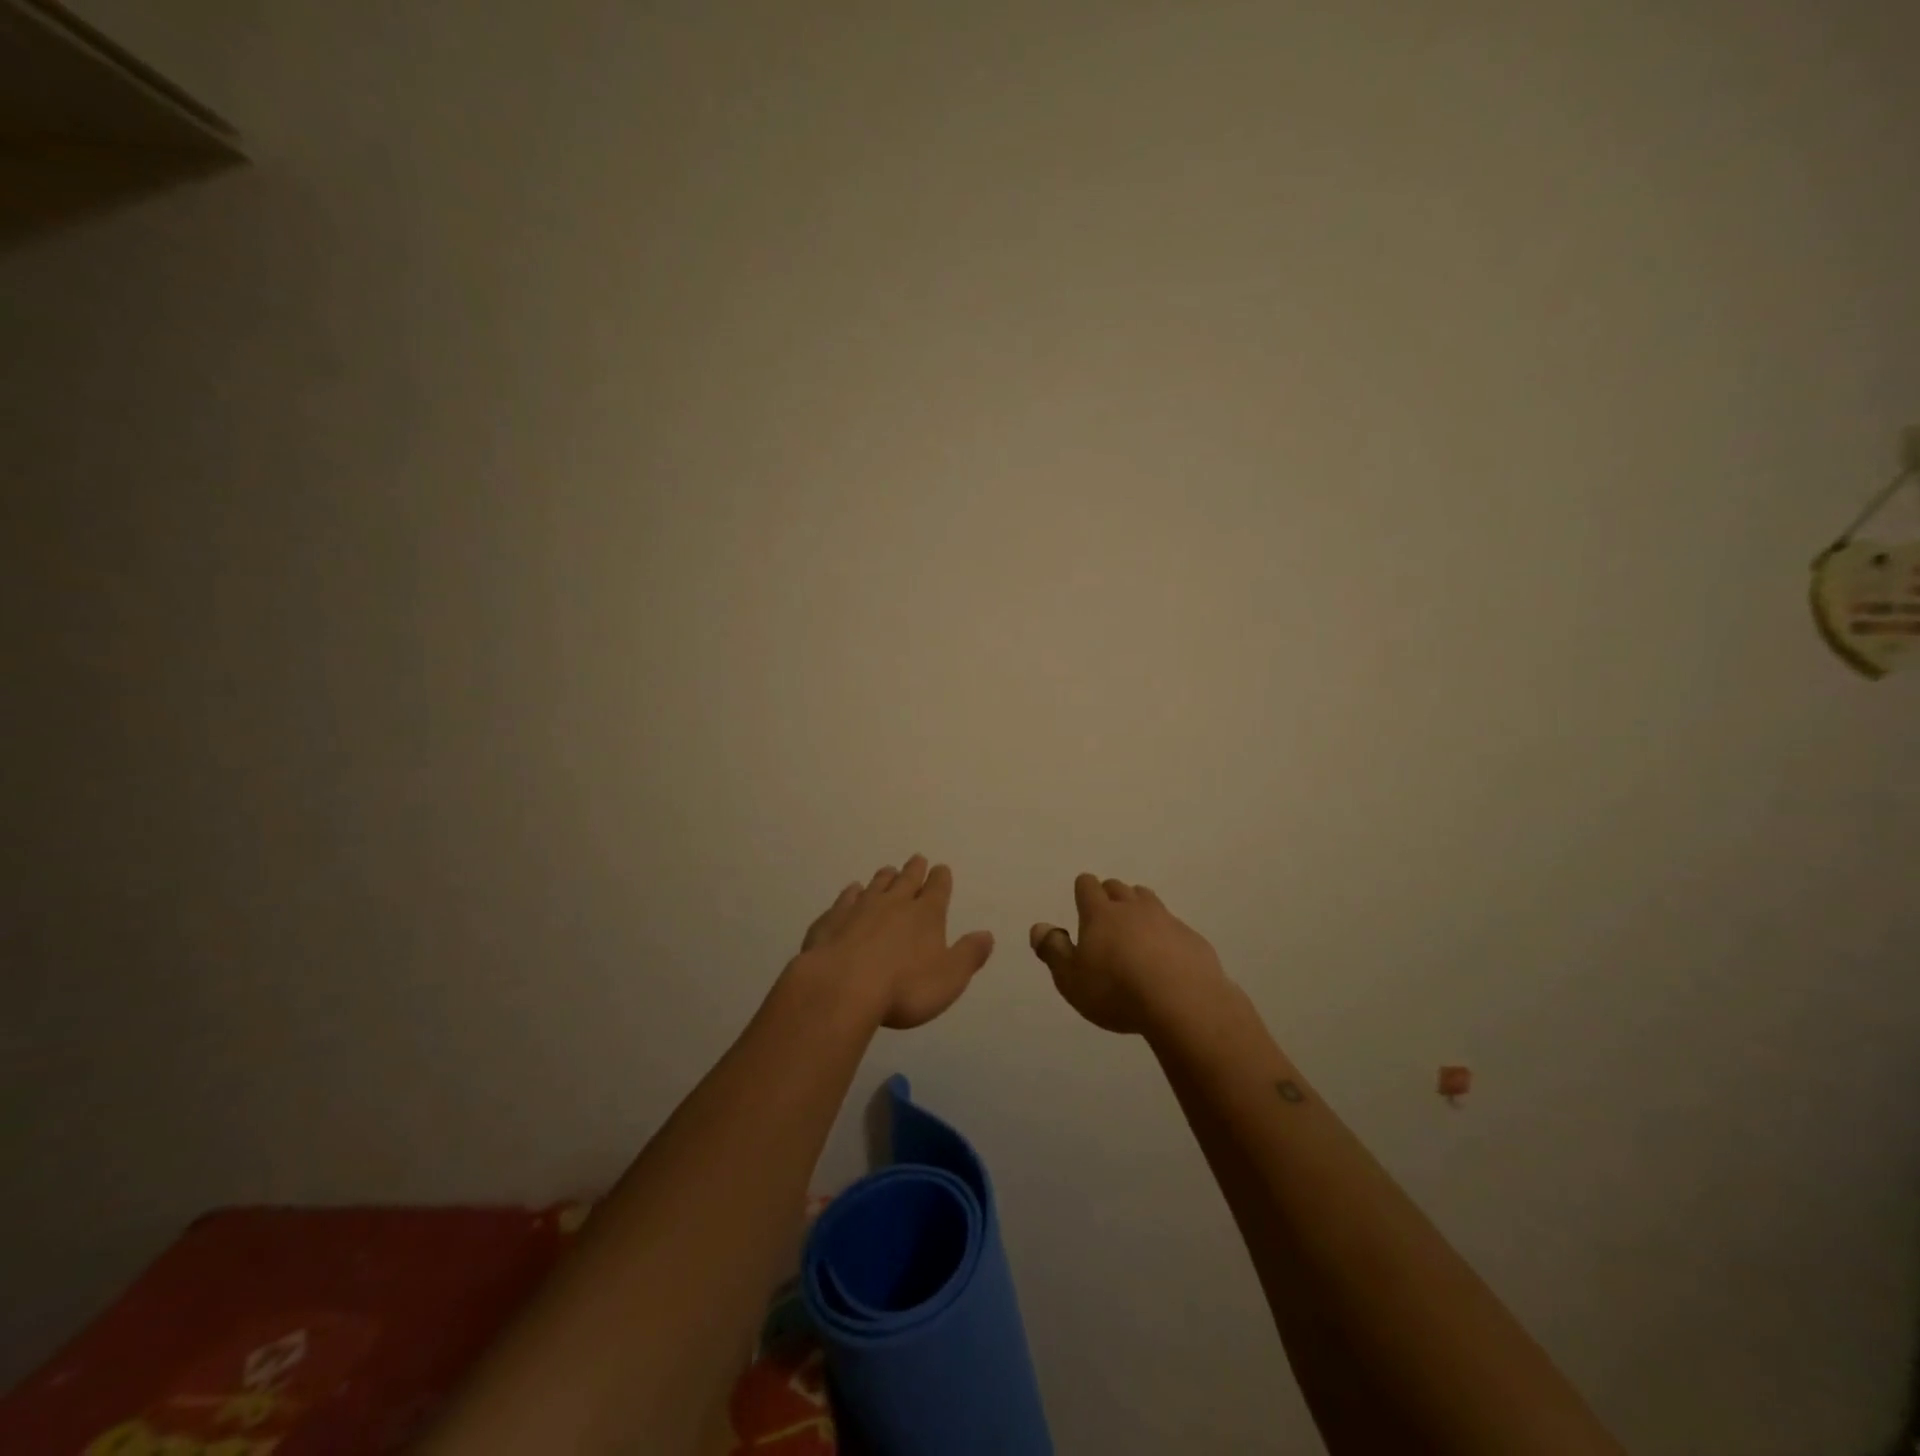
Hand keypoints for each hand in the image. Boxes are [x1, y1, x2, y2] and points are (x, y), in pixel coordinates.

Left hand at [793, 855, 995, 1029]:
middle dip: (914, 870)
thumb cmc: (904, 988)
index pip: (937, 889)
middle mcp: (894, 903)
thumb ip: (969, 955)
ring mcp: (860, 907)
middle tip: (917, 859)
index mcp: (926, 914)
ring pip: (876, 884)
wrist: (842, 986)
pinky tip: (852, 891)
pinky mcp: (833, 919)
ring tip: (888, 871)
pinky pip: (845, 899)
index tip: (941, 868)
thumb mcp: (949, 978)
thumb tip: (987, 935)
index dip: (941, 878)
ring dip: (885, 877)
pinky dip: (851, 893)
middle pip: (907, 879)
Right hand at [1030, 873, 1228, 1034]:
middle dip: (1110, 896)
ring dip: (1138, 908)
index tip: (1081, 902)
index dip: (1083, 890)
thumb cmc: (1116, 991)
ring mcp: (1166, 920)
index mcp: (1100, 914)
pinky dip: (1165, 934)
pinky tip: (1165, 959)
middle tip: (1106, 919)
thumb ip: (1053, 950)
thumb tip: (1039, 926)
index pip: (1087, 885)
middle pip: (1118, 888)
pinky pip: (1173, 926)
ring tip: (1135, 932)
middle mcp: (1133, 908)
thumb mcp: (1071, 979)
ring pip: (1148, 900)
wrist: (1183, 1003)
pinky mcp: (1191, 938)